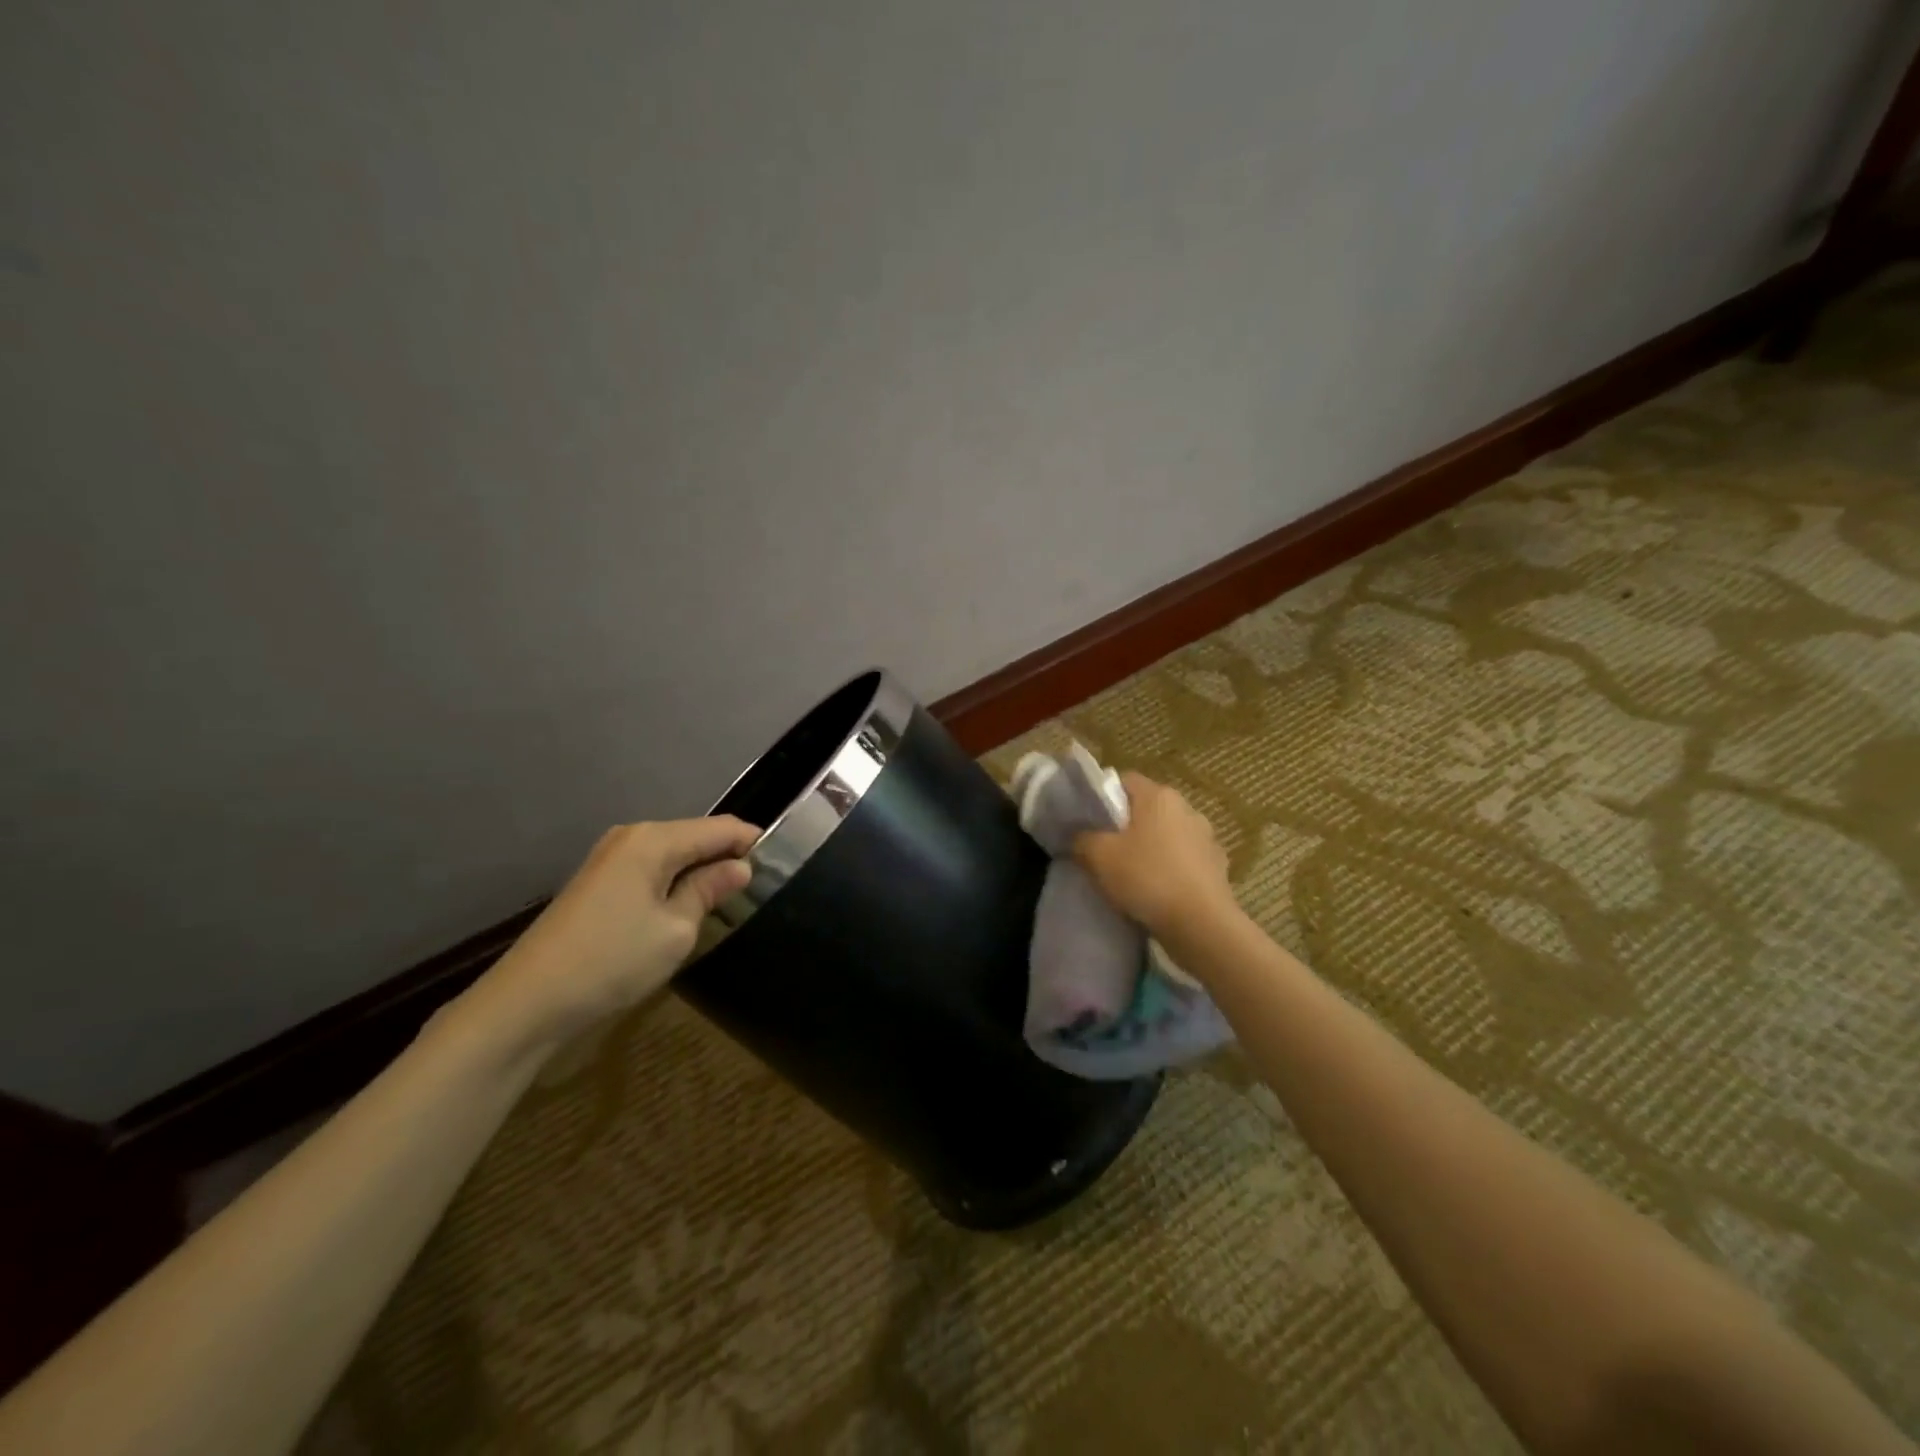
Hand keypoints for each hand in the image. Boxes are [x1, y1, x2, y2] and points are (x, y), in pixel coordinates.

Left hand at [461, 816, 758, 1050]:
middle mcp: (631, 837)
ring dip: (699, 871)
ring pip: (672, 854)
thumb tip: (738, 867)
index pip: (719, 827)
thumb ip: (709, 890)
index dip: (751, 840)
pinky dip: (673, 882)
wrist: (527, 1002)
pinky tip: (685, 907)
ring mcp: (610, 858)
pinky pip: (650, 870)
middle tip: (759, 886)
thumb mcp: (675, 929)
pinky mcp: (597, 883)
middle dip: (726, 855)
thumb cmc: (611, 960)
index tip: (781, 862)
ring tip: (729, 898)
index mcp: (654, 840)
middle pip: (694, 836)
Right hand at [1074, 773, 1234, 939]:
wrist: (1201, 924)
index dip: (1103, 797)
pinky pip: (1184, 860)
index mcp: (1159, 796)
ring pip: (1167, 835)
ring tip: (1132, 875)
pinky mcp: (1217, 865)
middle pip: (1147, 808)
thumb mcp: (1099, 857)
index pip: (1124, 781)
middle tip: (1105, 850)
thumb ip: (1083, 839)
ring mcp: (1206, 837)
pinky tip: (1158, 891)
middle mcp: (1187, 808)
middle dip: (1126, 825)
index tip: (1089, 822)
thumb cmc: (1147, 878)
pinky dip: (1171, 869)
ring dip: (1151, 848)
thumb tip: (1080, 836)